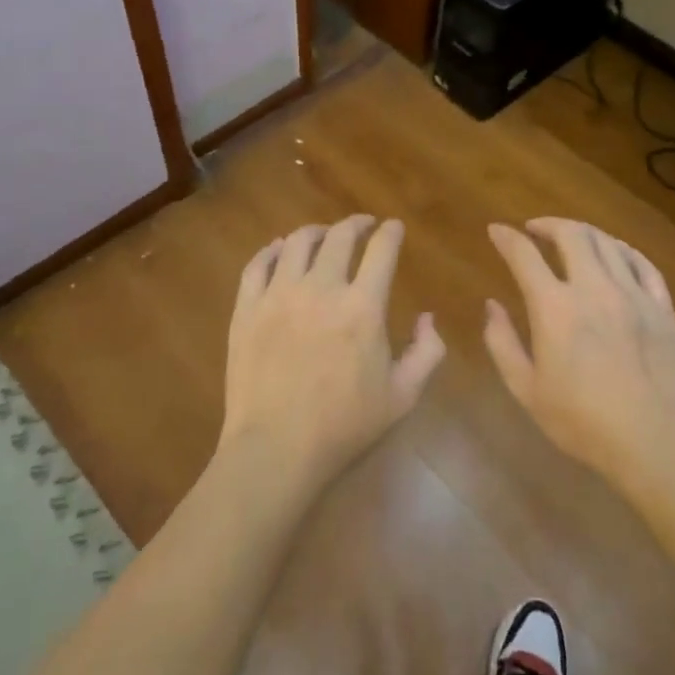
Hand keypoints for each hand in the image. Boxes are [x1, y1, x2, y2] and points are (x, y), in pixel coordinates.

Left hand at [218, 216, 445, 494]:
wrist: (276, 450)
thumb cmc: (344, 427)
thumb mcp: (402, 397)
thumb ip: (426, 353)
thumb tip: (427, 318)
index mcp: (362, 307)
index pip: (381, 251)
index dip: (390, 233)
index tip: (393, 227)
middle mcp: (321, 288)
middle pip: (339, 237)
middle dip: (356, 224)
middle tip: (362, 225)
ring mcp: (278, 295)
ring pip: (296, 242)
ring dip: (315, 232)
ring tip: (323, 235)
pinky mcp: (246, 308)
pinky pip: (257, 264)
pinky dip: (271, 250)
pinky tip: (278, 250)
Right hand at [483, 219, 674, 486]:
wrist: (655, 444)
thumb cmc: (582, 421)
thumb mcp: (526, 389)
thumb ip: (502, 343)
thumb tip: (491, 306)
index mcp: (554, 307)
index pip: (523, 255)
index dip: (506, 237)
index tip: (496, 230)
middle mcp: (593, 288)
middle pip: (571, 234)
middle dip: (548, 224)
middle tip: (535, 230)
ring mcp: (633, 294)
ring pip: (607, 242)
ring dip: (584, 233)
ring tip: (572, 239)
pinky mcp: (662, 308)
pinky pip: (643, 264)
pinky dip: (624, 250)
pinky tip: (616, 253)